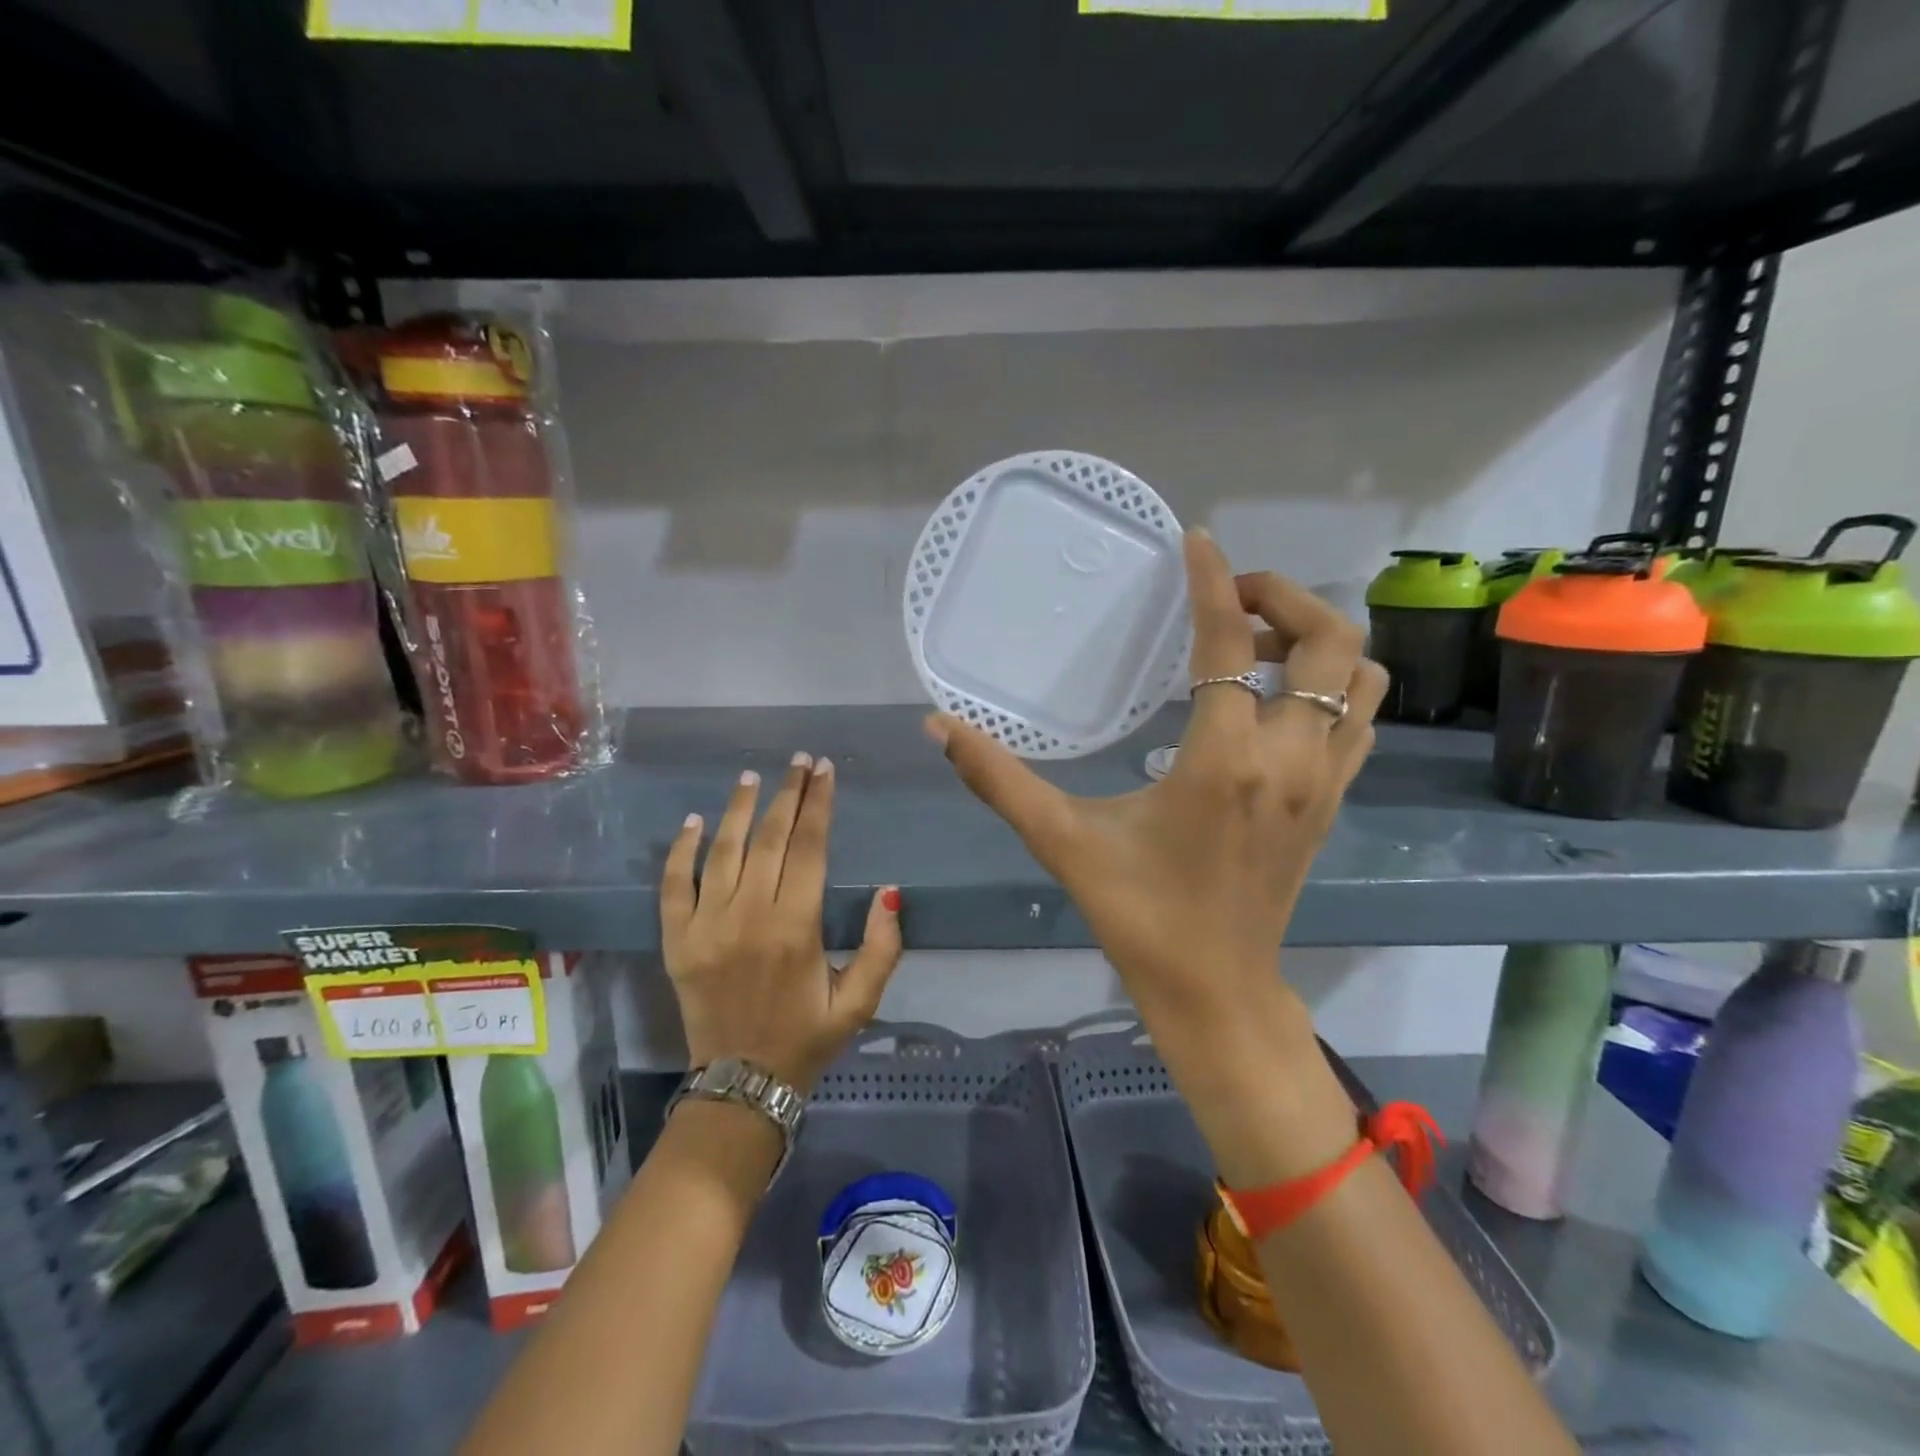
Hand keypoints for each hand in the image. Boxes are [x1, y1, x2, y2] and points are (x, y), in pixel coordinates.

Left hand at [661, 754, 903, 1094]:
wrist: (741, 1085)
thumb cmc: (807, 1039)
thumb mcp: (860, 1001)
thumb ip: (882, 947)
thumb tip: (888, 892)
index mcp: (796, 927)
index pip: (808, 847)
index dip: (818, 804)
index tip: (824, 771)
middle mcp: (749, 916)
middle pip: (769, 838)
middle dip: (787, 794)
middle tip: (799, 761)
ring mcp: (706, 925)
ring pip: (723, 851)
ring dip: (739, 809)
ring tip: (753, 776)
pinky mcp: (677, 940)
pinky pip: (675, 884)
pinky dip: (682, 850)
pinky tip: (694, 821)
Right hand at [927, 530, 1387, 1181]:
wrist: (1216, 990)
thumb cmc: (1137, 916)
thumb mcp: (1062, 841)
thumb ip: (998, 779)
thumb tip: (938, 726)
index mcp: (1223, 762)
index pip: (1230, 645)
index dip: (1214, 582)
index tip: (1196, 540)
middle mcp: (1289, 760)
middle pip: (1329, 642)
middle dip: (1284, 597)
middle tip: (1228, 596)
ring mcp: (1324, 781)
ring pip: (1362, 676)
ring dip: (1317, 640)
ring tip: (1256, 641)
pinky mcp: (1334, 801)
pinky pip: (1358, 717)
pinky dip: (1333, 683)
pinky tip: (1274, 697)